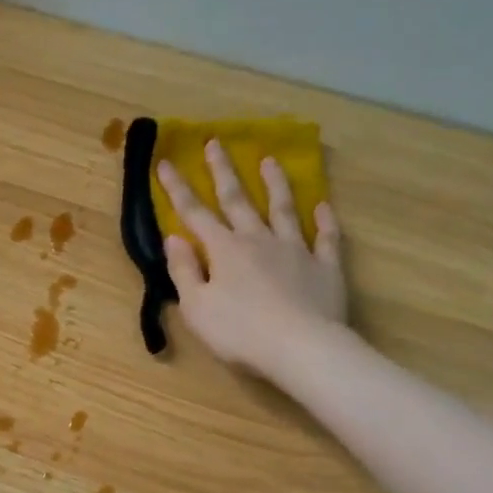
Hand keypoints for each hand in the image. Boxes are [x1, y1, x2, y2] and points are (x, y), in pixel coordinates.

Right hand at [158, 141, 347, 376]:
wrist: (301, 348)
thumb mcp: (196, 307)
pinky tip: (323, 206)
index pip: (194, 213)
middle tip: (216, 143)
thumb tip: (173, 237)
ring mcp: (295, 251)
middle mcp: (258, 241)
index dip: (178, 189)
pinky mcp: (325, 268)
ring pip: (283, 209)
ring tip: (270, 161)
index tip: (166, 162)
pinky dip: (325, 221)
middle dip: (223, 172)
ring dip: (275, 184)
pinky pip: (326, 238)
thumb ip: (183, 270)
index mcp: (224, 250)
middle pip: (238, 200)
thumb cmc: (239, 332)